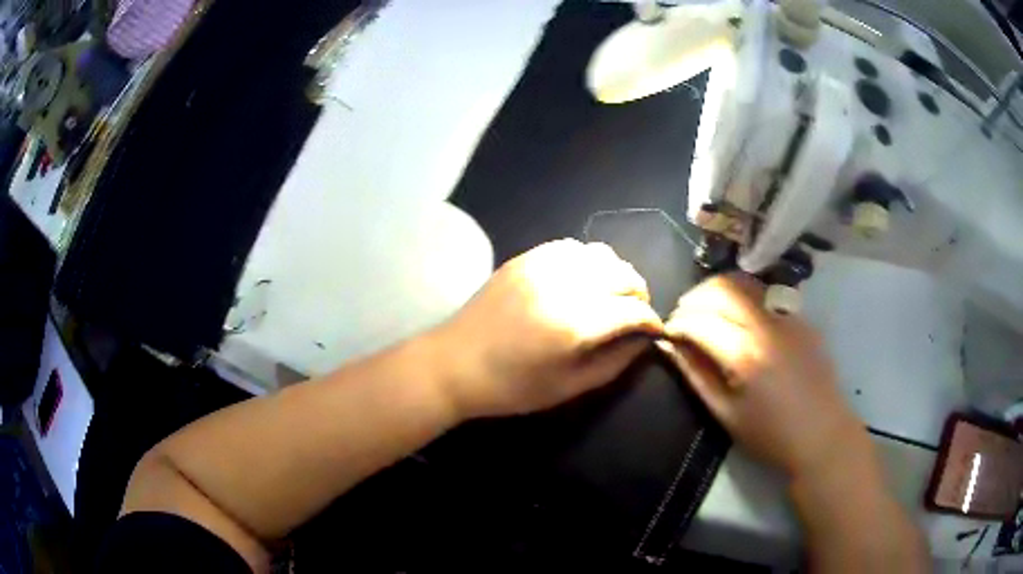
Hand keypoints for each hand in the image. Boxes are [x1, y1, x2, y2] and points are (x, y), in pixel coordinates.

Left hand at [433, 239, 663, 418]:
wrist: (455, 364)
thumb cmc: (512, 387)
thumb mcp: (570, 387)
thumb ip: (615, 362)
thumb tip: (644, 340)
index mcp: (574, 324)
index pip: (633, 309)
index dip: (651, 320)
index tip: (654, 330)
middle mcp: (563, 285)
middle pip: (623, 274)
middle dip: (639, 294)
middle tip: (636, 313)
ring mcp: (541, 265)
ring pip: (601, 254)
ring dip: (616, 274)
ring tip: (612, 295)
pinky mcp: (525, 258)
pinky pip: (571, 247)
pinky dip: (588, 261)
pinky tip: (583, 280)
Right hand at [657, 274, 866, 478]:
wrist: (823, 435)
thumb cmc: (770, 435)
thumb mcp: (725, 414)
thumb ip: (695, 375)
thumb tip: (669, 347)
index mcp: (745, 355)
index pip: (699, 320)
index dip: (676, 323)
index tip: (666, 334)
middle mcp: (766, 324)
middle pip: (720, 289)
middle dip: (692, 299)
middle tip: (682, 320)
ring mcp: (787, 315)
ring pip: (743, 282)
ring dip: (716, 290)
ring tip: (705, 311)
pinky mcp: (800, 316)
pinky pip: (764, 293)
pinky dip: (741, 295)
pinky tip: (736, 316)